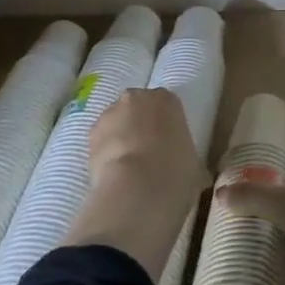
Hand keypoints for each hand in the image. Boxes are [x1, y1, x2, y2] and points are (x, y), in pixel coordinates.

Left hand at [64, 88, 208, 281]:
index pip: (166, 105)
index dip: (166, 125)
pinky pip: (101, 141)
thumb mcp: (193, 164)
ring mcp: (111, 113)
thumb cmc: (176, 171)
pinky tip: (112, 175)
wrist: (138, 187)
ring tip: (127, 169)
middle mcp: (138, 97)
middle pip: (138, 108)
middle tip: (147, 154)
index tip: (168, 145)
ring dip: (120, 138)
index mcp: (167, 99)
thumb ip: (187, 157)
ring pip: (116, 122)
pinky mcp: (91, 134)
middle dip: (140, 125)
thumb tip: (188, 171)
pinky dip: (105, 154)